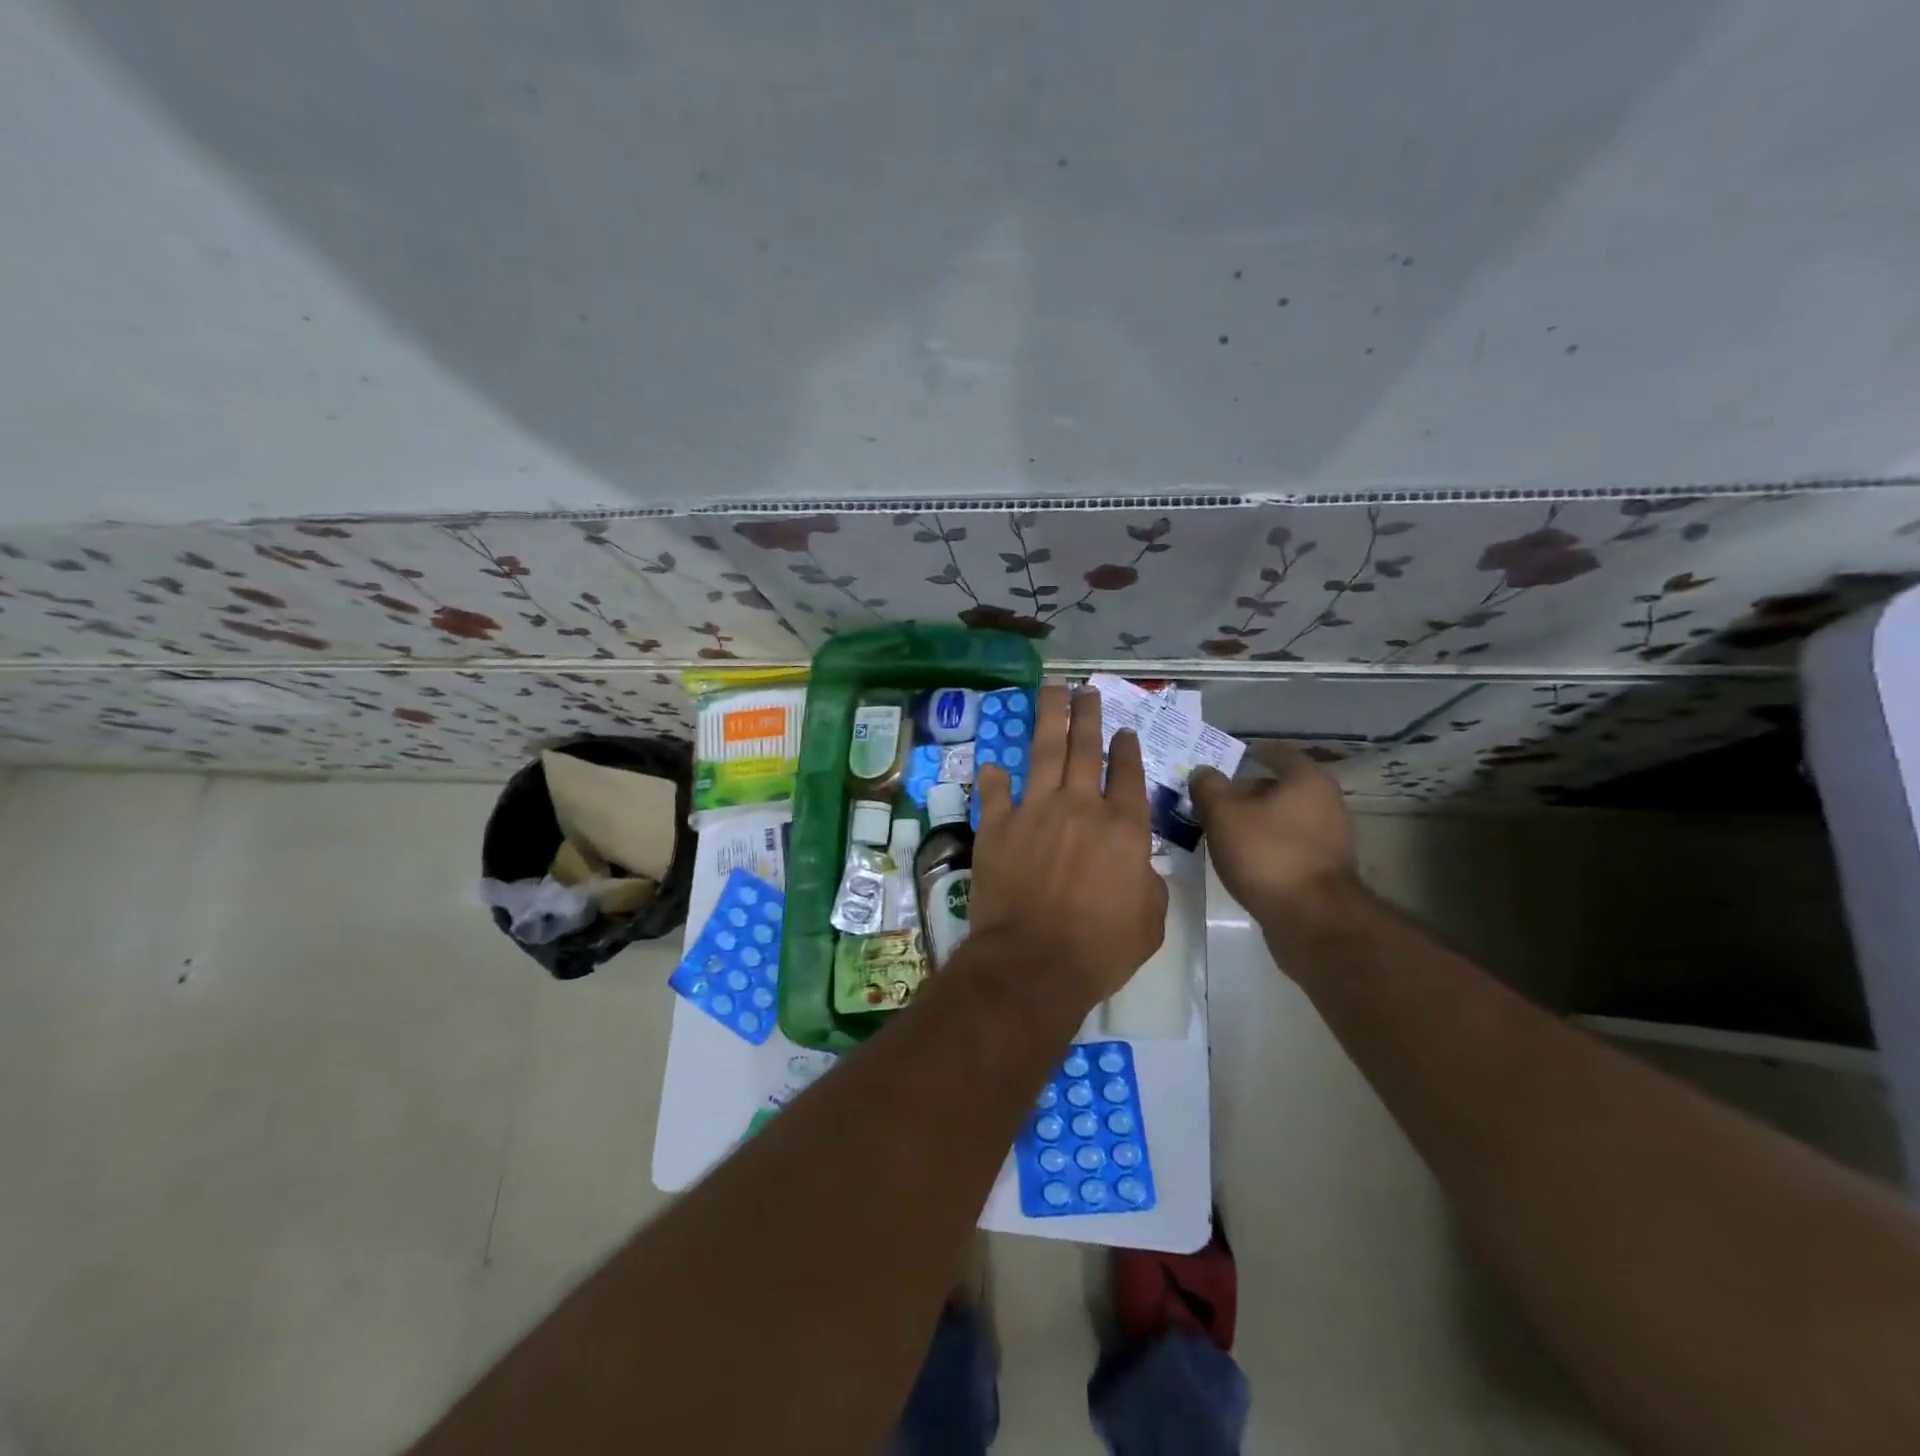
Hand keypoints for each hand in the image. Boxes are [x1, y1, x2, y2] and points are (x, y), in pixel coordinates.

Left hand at [971, 683, 1167, 1014]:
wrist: (1034, 963)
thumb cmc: (1100, 949)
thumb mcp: (1149, 920)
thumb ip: (1146, 880)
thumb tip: (1136, 863)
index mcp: (1123, 827)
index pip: (1128, 775)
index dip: (1126, 749)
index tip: (1123, 730)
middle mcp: (1080, 807)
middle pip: (1085, 749)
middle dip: (1088, 715)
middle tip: (1087, 690)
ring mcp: (1035, 812)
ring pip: (1044, 753)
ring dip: (1049, 718)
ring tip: (1052, 690)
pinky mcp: (997, 827)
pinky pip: (994, 793)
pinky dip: (994, 778)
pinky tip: (994, 765)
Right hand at [1189, 745, 1359, 928]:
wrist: (1313, 919)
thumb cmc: (1267, 854)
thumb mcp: (1223, 815)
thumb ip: (1208, 788)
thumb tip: (1203, 772)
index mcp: (1306, 780)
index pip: (1278, 752)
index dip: (1252, 751)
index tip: (1230, 757)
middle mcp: (1327, 803)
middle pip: (1282, 787)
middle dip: (1249, 791)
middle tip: (1217, 799)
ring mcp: (1331, 838)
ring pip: (1286, 818)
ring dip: (1258, 821)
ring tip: (1225, 831)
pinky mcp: (1326, 870)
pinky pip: (1291, 845)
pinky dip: (1269, 845)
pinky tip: (1245, 858)